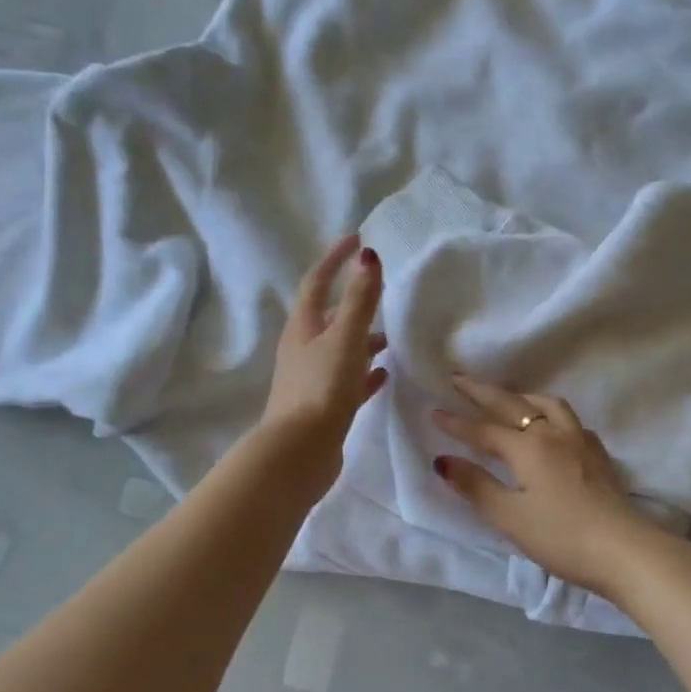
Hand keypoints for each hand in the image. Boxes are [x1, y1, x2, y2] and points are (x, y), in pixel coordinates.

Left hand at [263, 234, 388, 497]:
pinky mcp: (324, 406)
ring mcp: (312, 379)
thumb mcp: (345, 339)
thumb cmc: (321, 389)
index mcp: (303, 328)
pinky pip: (348, 380)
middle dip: (352, 300)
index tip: (356, 239)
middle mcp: (303, 349)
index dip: (334, 259)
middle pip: (327, 316)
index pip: (317, 282)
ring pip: (340, 349)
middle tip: (380, 289)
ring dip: (362, 338)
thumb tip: (368, 256)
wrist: (300, 452)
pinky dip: (366, 372)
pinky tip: (384, 375)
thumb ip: (359, 300)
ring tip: (391, 337)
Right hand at [432, 375, 674, 601]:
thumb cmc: (561, 536)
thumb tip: (443, 460)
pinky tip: (553, 427)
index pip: (484, 431)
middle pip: (513, 405)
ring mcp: (580, 441)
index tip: (433, 411)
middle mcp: (553, 434)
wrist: (625, 549)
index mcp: (528, 447)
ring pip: (548, 405)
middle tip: (459, 378)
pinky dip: (552, 414)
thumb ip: (476, 486)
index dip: (456, 423)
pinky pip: (571, 421)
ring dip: (522, 396)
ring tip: (508, 396)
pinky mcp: (599, 455)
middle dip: (483, 392)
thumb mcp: (510, 517)